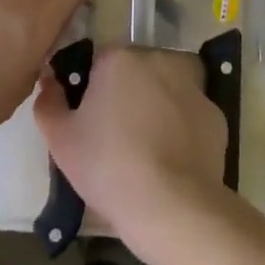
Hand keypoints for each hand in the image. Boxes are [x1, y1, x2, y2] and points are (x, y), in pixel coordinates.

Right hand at [34, 47, 227, 246]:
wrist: (172, 206)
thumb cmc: (108, 166)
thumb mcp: (60, 139)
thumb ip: (48, 102)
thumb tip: (49, 80)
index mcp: (120, 58)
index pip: (99, 63)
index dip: (91, 91)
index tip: (89, 122)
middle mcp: (160, 60)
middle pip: (135, 73)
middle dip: (125, 96)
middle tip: (115, 138)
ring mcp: (193, 86)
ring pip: (164, 92)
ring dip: (155, 109)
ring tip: (145, 153)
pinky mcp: (216, 115)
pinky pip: (189, 116)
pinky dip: (180, 130)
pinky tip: (171, 161)